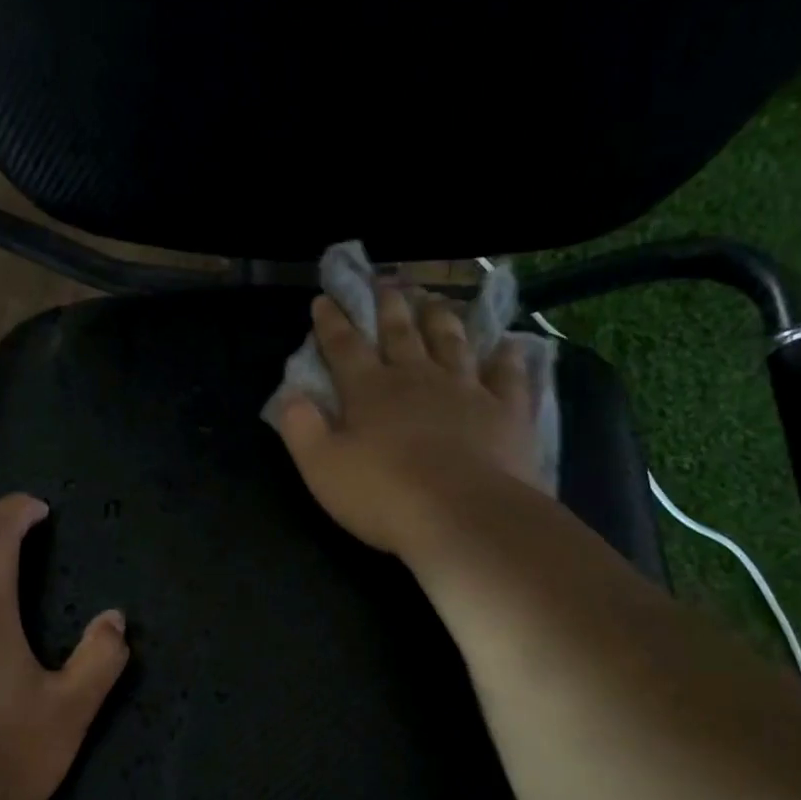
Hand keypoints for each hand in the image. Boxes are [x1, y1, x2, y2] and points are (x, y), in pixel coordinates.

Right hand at [275, 283, 537, 562]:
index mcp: (370, 391)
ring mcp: (466, 390)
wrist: (464, 516)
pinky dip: (507, 358)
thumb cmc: (385, 495)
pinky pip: (508, 375)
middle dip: (388, 306)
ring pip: (452, 342)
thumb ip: (301, 428)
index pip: (345, 346)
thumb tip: (290, 395)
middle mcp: (418, 378)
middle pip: (401, 333)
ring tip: (435, 300)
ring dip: (441, 319)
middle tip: (385, 282)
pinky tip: (510, 345)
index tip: (325, 299)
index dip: (332, 322)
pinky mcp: (507, 411)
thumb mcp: (322, 468)